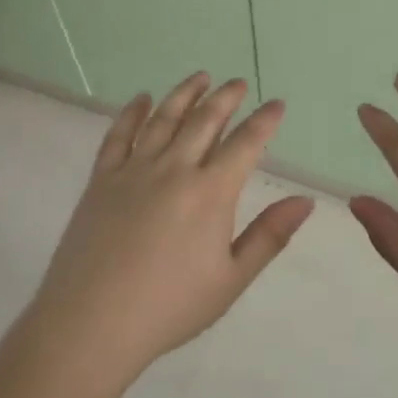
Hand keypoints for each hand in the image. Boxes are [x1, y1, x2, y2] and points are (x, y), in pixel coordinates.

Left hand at [30, 73, 314, 371]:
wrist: (92, 320)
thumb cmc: (169, 306)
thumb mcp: (231, 279)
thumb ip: (269, 235)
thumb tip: (305, 201)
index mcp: (211, 193)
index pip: (245, 144)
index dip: (264, 121)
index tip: (277, 103)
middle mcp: (174, 169)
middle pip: (204, 121)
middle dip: (225, 98)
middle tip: (238, 83)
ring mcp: (133, 170)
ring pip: (163, 118)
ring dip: (184, 94)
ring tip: (200, 77)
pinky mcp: (101, 179)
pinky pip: (119, 134)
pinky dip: (132, 112)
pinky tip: (141, 99)